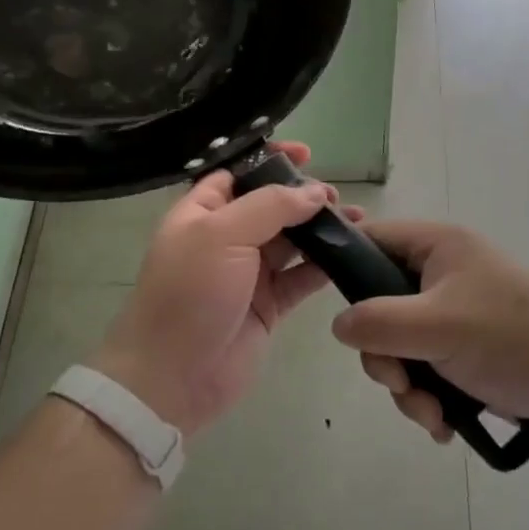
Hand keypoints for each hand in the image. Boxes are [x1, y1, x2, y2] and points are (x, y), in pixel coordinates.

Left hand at [97, 142, 341, 437]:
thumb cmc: (189, 292)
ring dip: (321, 227)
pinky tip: (351, 251)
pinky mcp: (270, 305)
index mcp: (202, 212)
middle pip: (271, 204)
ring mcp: (249, 272)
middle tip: (334, 195)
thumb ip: (270, 206)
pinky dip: (325, 264)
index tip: (306, 154)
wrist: (174, 376)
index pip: (239, 174)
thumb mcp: (221, 235)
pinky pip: (302, 276)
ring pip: (292, 239)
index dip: (271, 160)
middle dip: (303, 194)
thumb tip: (314, 192)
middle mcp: (226, 236)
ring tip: (355, 218)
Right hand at [330, 220, 528, 447]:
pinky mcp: (472, 353)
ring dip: (408, 387)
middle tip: (399, 381)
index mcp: (438, 248)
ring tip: (432, 414)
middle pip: (381, 306)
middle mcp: (444, 275)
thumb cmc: (511, 339)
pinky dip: (430, 399)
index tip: (337, 311)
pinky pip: (428, 370)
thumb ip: (377, 323)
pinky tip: (445, 424)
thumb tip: (339, 326)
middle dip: (385, 355)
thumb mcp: (436, 326)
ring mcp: (458, 316)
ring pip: (402, 347)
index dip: (346, 267)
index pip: (373, 240)